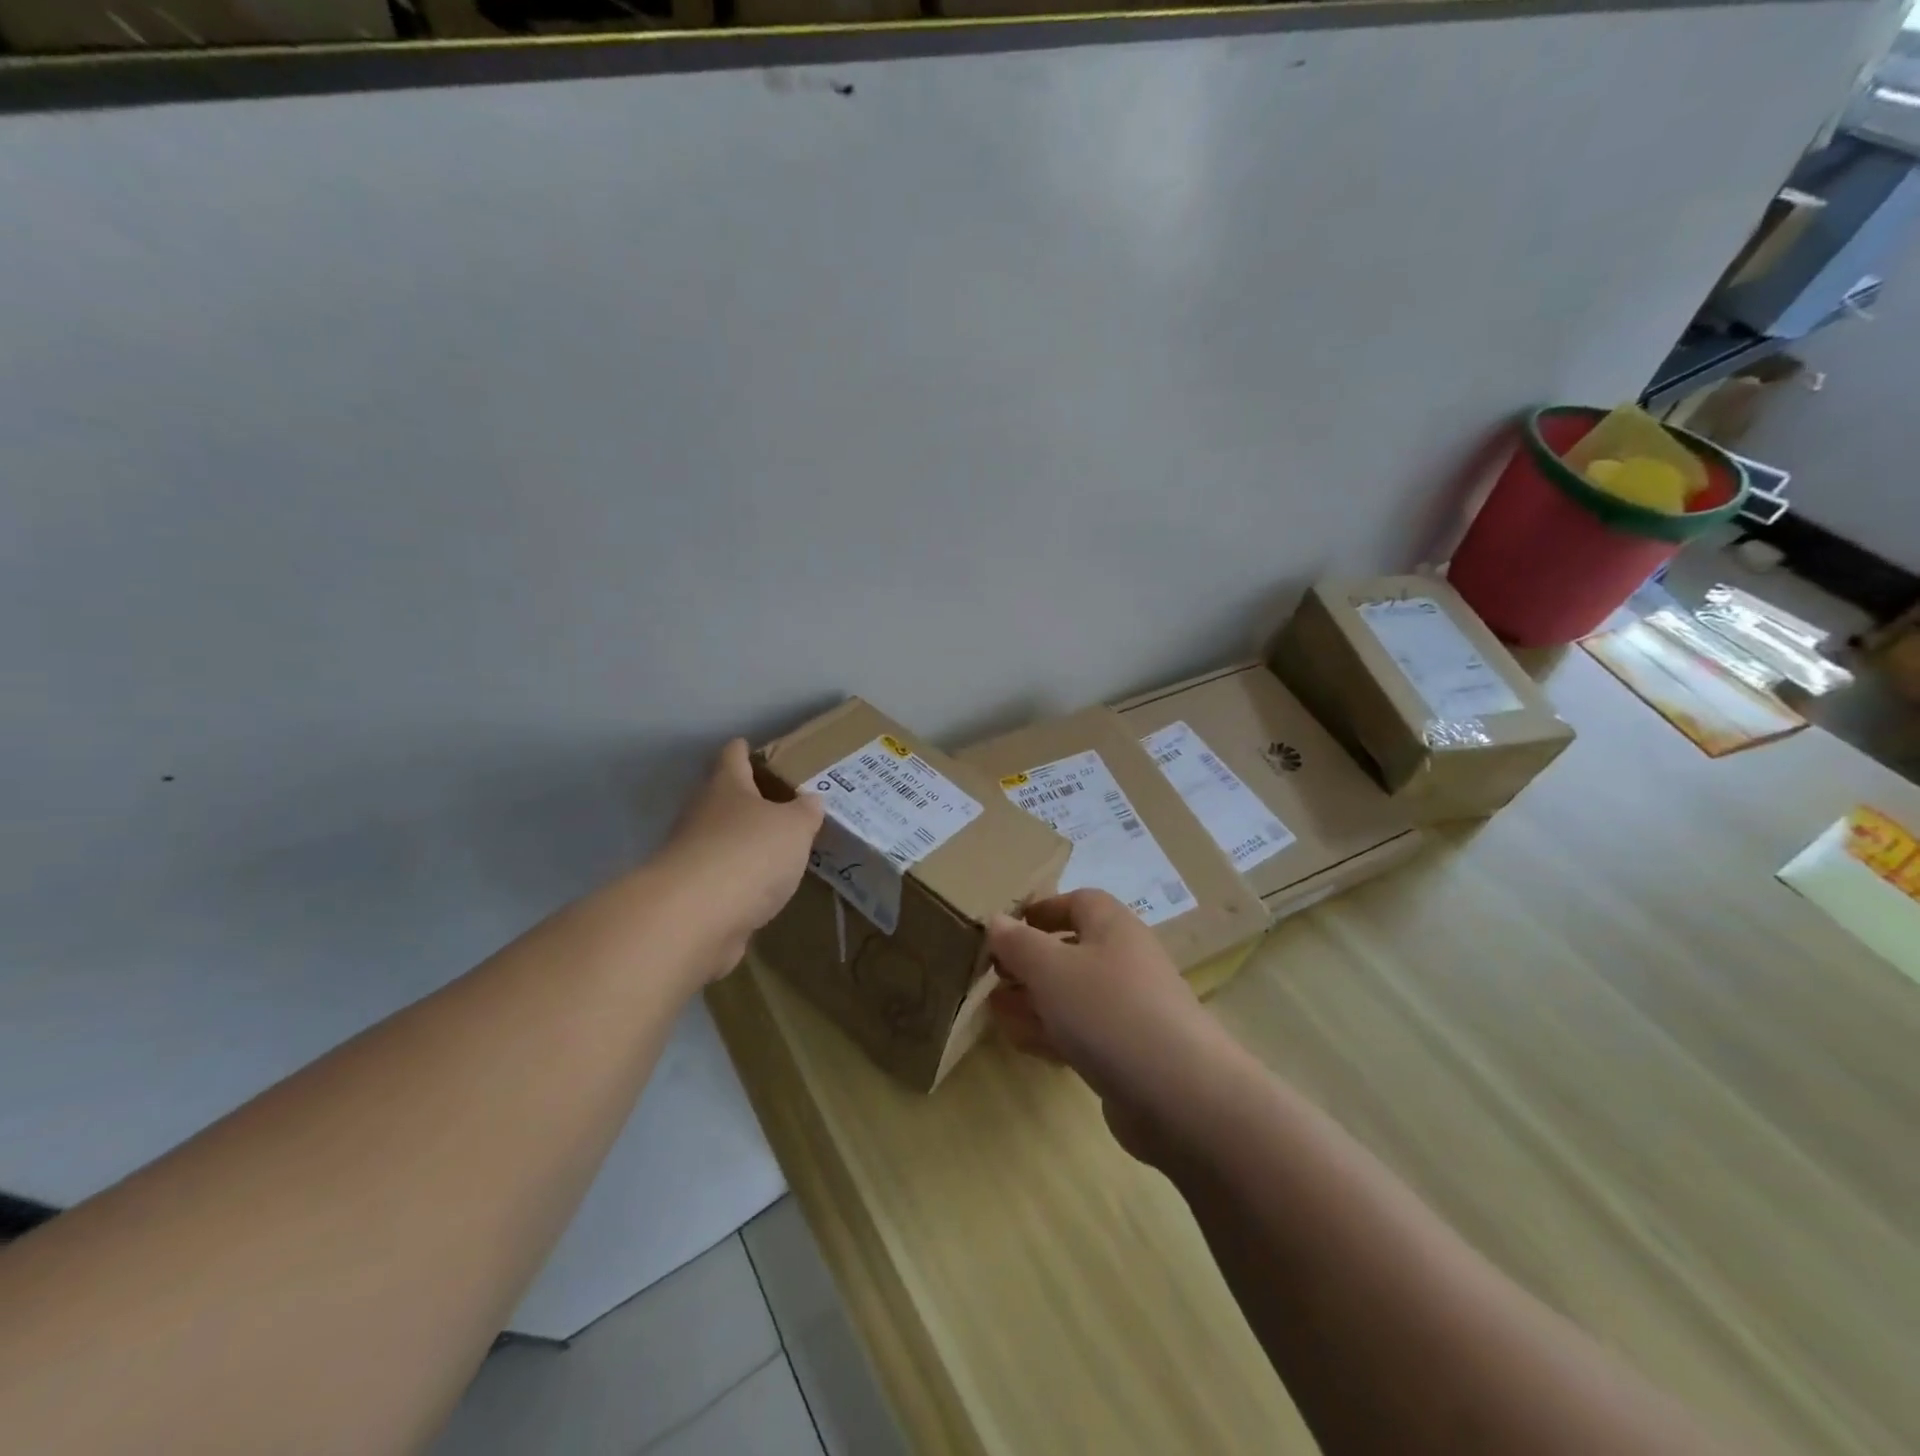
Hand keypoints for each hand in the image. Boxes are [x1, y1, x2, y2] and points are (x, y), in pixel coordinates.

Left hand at [657, 739, 823, 979]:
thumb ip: (805, 812)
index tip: (753, 747)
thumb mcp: (794, 827)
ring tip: (779, 848)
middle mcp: (702, 814)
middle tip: (783, 803)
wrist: (694, 918)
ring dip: (744, 842)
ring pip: (721, 839)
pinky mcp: (692, 895)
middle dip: (749, 800)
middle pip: (724, 798)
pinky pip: (722, 878)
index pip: (733, 756)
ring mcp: (692, 855)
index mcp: (725, 787)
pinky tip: (763, 888)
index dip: (744, 750)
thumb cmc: (748, 853)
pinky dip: (740, 879)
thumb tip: (812, 799)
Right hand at [987, 890, 1229, 1164]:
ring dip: (1033, 999)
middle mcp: (1124, 961)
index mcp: (1113, 927)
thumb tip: (996, 921)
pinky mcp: (1127, 1053)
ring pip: (1072, 995)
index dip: (1042, 910)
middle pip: (1071, 950)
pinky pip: (1081, 1032)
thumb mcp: (1050, 968)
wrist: (1178, 1094)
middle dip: (1029, 960)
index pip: (1078, 901)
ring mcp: (1128, 1010)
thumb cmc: (1108, 1010)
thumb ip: (1018, 943)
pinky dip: (1050, 1031)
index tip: (1006, 927)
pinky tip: (1019, 1040)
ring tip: (993, 1007)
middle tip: (991, 974)